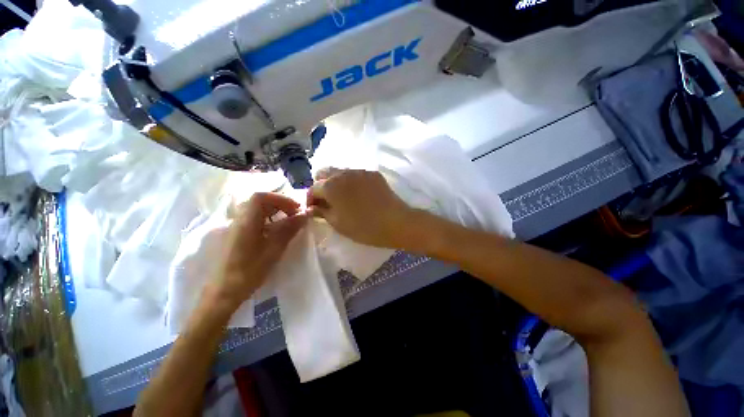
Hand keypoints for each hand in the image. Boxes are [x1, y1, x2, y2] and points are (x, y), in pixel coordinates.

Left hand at [206, 193, 307, 310]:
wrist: (224, 292)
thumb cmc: (250, 270)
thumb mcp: (274, 249)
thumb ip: (289, 228)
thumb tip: (306, 213)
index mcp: (246, 221)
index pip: (261, 196)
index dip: (281, 199)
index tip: (296, 208)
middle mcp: (239, 220)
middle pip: (259, 201)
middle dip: (280, 204)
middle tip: (295, 214)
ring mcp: (236, 227)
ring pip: (257, 210)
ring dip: (275, 211)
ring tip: (289, 222)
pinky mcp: (237, 235)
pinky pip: (254, 220)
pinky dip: (268, 220)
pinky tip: (276, 232)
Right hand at [307, 168, 415, 247]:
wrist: (395, 222)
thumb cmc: (363, 227)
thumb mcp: (338, 223)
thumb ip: (322, 212)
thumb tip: (311, 208)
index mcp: (331, 185)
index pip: (312, 188)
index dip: (310, 199)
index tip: (314, 209)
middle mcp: (343, 173)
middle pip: (324, 173)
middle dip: (321, 186)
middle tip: (327, 201)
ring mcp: (359, 171)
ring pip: (340, 172)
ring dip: (336, 182)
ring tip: (343, 197)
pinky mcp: (373, 173)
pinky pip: (356, 174)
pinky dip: (351, 182)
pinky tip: (359, 194)